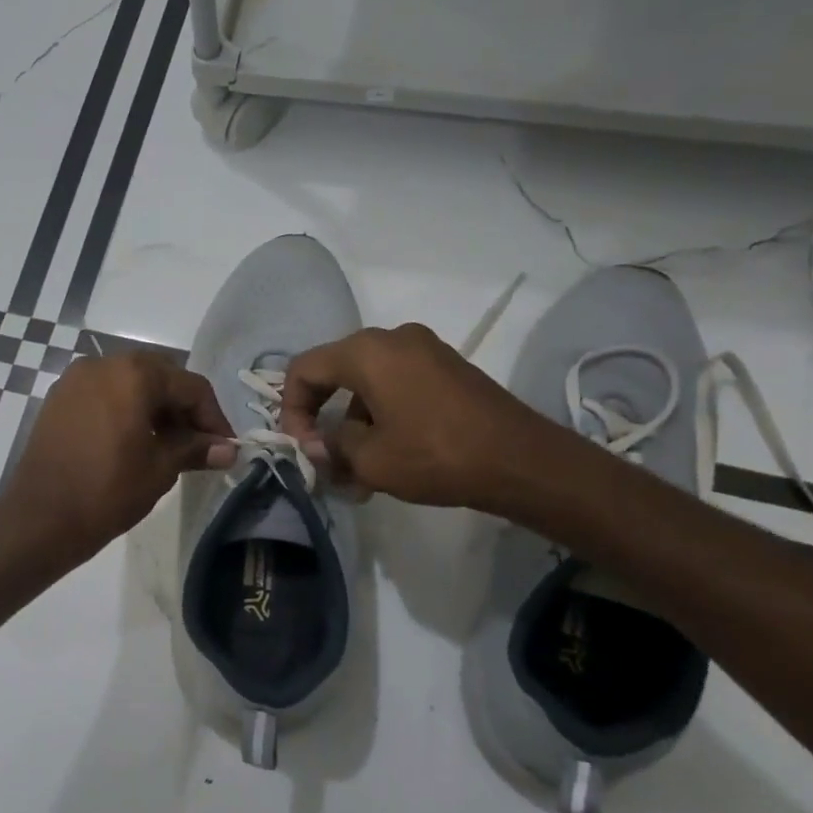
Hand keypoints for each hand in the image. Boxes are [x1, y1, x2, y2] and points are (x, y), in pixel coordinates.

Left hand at [3, 351, 236, 561]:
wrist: (40, 519)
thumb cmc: (108, 491)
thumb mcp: (161, 468)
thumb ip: (196, 449)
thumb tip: (229, 450)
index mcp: (134, 374)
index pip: (190, 386)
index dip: (213, 417)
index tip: (225, 446)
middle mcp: (104, 363)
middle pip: (160, 376)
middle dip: (183, 407)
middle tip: (199, 443)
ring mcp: (76, 379)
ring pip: (130, 382)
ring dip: (155, 407)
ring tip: (169, 445)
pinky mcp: (59, 398)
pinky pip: (104, 393)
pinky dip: (126, 408)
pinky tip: (134, 440)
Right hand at [280, 324, 569, 512]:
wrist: (520, 460)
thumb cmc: (436, 455)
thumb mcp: (371, 459)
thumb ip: (331, 447)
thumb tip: (318, 445)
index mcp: (367, 351)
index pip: (305, 369)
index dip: (291, 409)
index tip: (302, 448)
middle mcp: (392, 339)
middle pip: (336, 373)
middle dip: (325, 420)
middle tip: (327, 461)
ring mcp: (424, 350)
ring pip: (368, 384)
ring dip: (355, 425)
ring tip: (360, 474)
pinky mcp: (447, 368)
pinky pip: (398, 385)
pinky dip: (383, 416)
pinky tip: (390, 457)